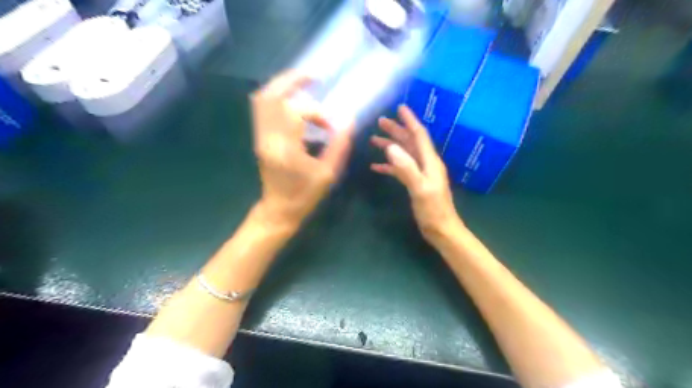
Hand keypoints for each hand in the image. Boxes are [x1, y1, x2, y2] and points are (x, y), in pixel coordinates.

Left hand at [250, 69, 352, 228]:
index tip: (331, 125)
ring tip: (304, 84)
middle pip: (270, 96)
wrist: (279, 210)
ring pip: (263, 100)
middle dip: (291, 81)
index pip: (296, 112)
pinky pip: (263, 109)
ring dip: (282, 87)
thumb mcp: (328, 173)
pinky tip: (295, 101)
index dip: (318, 113)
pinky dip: (278, 98)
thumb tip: (349, 121)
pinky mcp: (260, 138)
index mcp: (285, 148)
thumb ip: (339, 145)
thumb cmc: (305, 195)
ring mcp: (260, 137)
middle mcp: (268, 138)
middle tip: (312, 76)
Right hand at [371, 105, 460, 243]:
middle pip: (410, 142)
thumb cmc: (433, 210)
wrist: (441, 230)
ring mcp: (420, 173)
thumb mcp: (420, 189)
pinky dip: (389, 166)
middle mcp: (426, 164)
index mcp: (430, 161)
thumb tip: (391, 148)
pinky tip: (376, 166)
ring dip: (391, 146)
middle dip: (396, 130)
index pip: (419, 135)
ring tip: (374, 140)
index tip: (400, 108)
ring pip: (404, 154)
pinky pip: (400, 170)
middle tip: (380, 121)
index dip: (410, 121)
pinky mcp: (415, 183)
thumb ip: (406, 168)